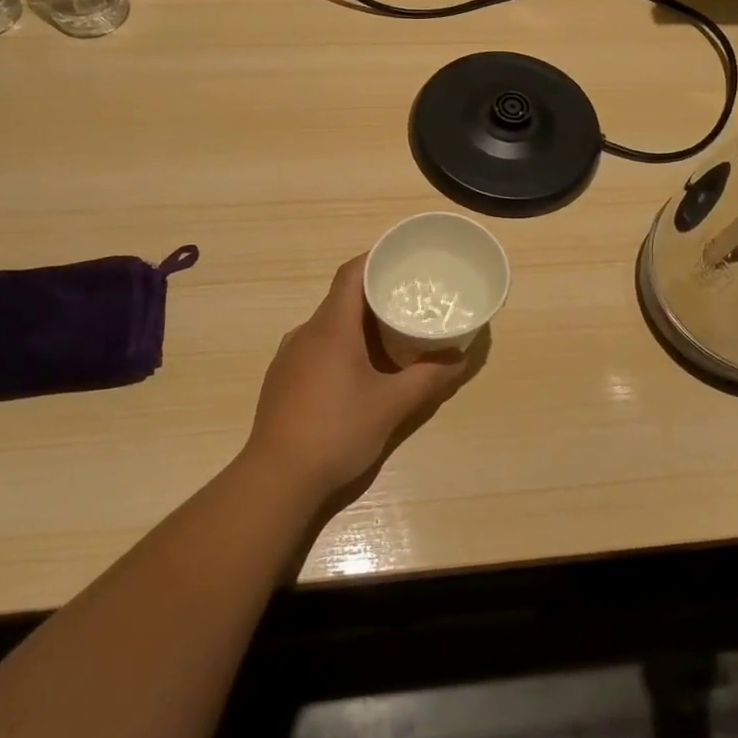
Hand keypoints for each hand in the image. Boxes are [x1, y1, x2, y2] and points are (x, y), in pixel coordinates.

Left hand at [244, 255, 477, 506]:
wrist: (277, 478)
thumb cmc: (337, 430)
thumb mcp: (392, 405)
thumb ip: (429, 378)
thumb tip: (461, 358)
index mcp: (331, 327)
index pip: (351, 274)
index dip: (375, 259)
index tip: (403, 260)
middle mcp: (306, 332)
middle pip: (342, 299)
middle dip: (375, 296)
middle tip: (409, 301)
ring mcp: (289, 356)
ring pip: (328, 326)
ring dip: (358, 326)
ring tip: (390, 337)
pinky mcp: (282, 380)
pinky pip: (316, 348)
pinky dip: (341, 347)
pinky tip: (358, 373)